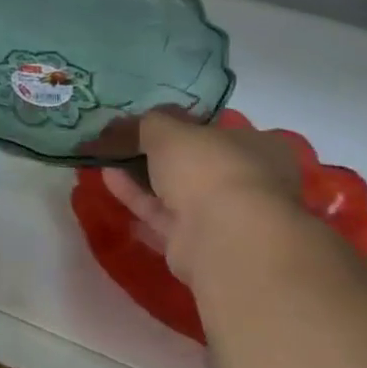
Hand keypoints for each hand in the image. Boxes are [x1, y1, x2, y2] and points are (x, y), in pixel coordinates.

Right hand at [98, 109, 301, 268]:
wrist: (223, 239)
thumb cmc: (208, 169)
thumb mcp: (168, 130)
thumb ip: (145, 123)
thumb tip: (124, 124)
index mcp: (261, 148)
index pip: (220, 130)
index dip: (184, 124)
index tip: (150, 123)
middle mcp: (250, 182)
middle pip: (195, 163)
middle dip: (157, 154)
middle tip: (120, 141)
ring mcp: (227, 217)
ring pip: (177, 192)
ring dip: (141, 176)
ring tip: (105, 159)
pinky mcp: (200, 244)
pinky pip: (163, 216)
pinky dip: (137, 199)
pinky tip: (109, 182)